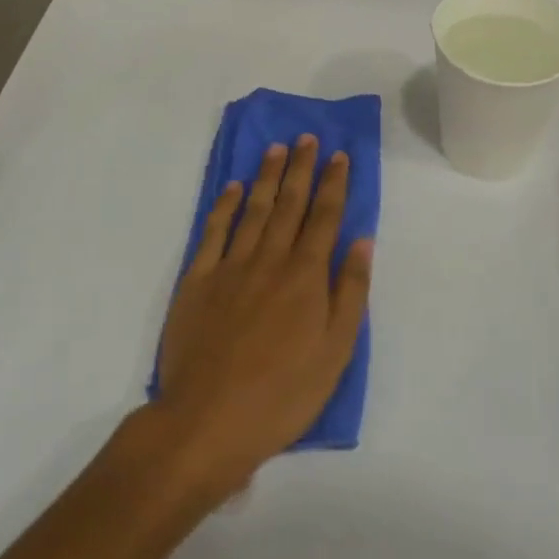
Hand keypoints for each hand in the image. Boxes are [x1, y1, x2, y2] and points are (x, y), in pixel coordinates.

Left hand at [153, 135, 371, 498]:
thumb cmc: (283, 394)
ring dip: (267, 176)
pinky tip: (233, 187)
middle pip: (290, 204)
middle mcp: (270, 259)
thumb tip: (362, 242)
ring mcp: (230, 266)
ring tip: (277, 149)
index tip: (340, 155)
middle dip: (302, 168)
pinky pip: (213, 232)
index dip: (335, 184)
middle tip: (308, 137)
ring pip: (254, 209)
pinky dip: (223, 205)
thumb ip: (350, 292)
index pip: (325, 217)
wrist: (208, 421)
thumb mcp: (336, 352)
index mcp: (306, 276)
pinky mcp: (197, 280)